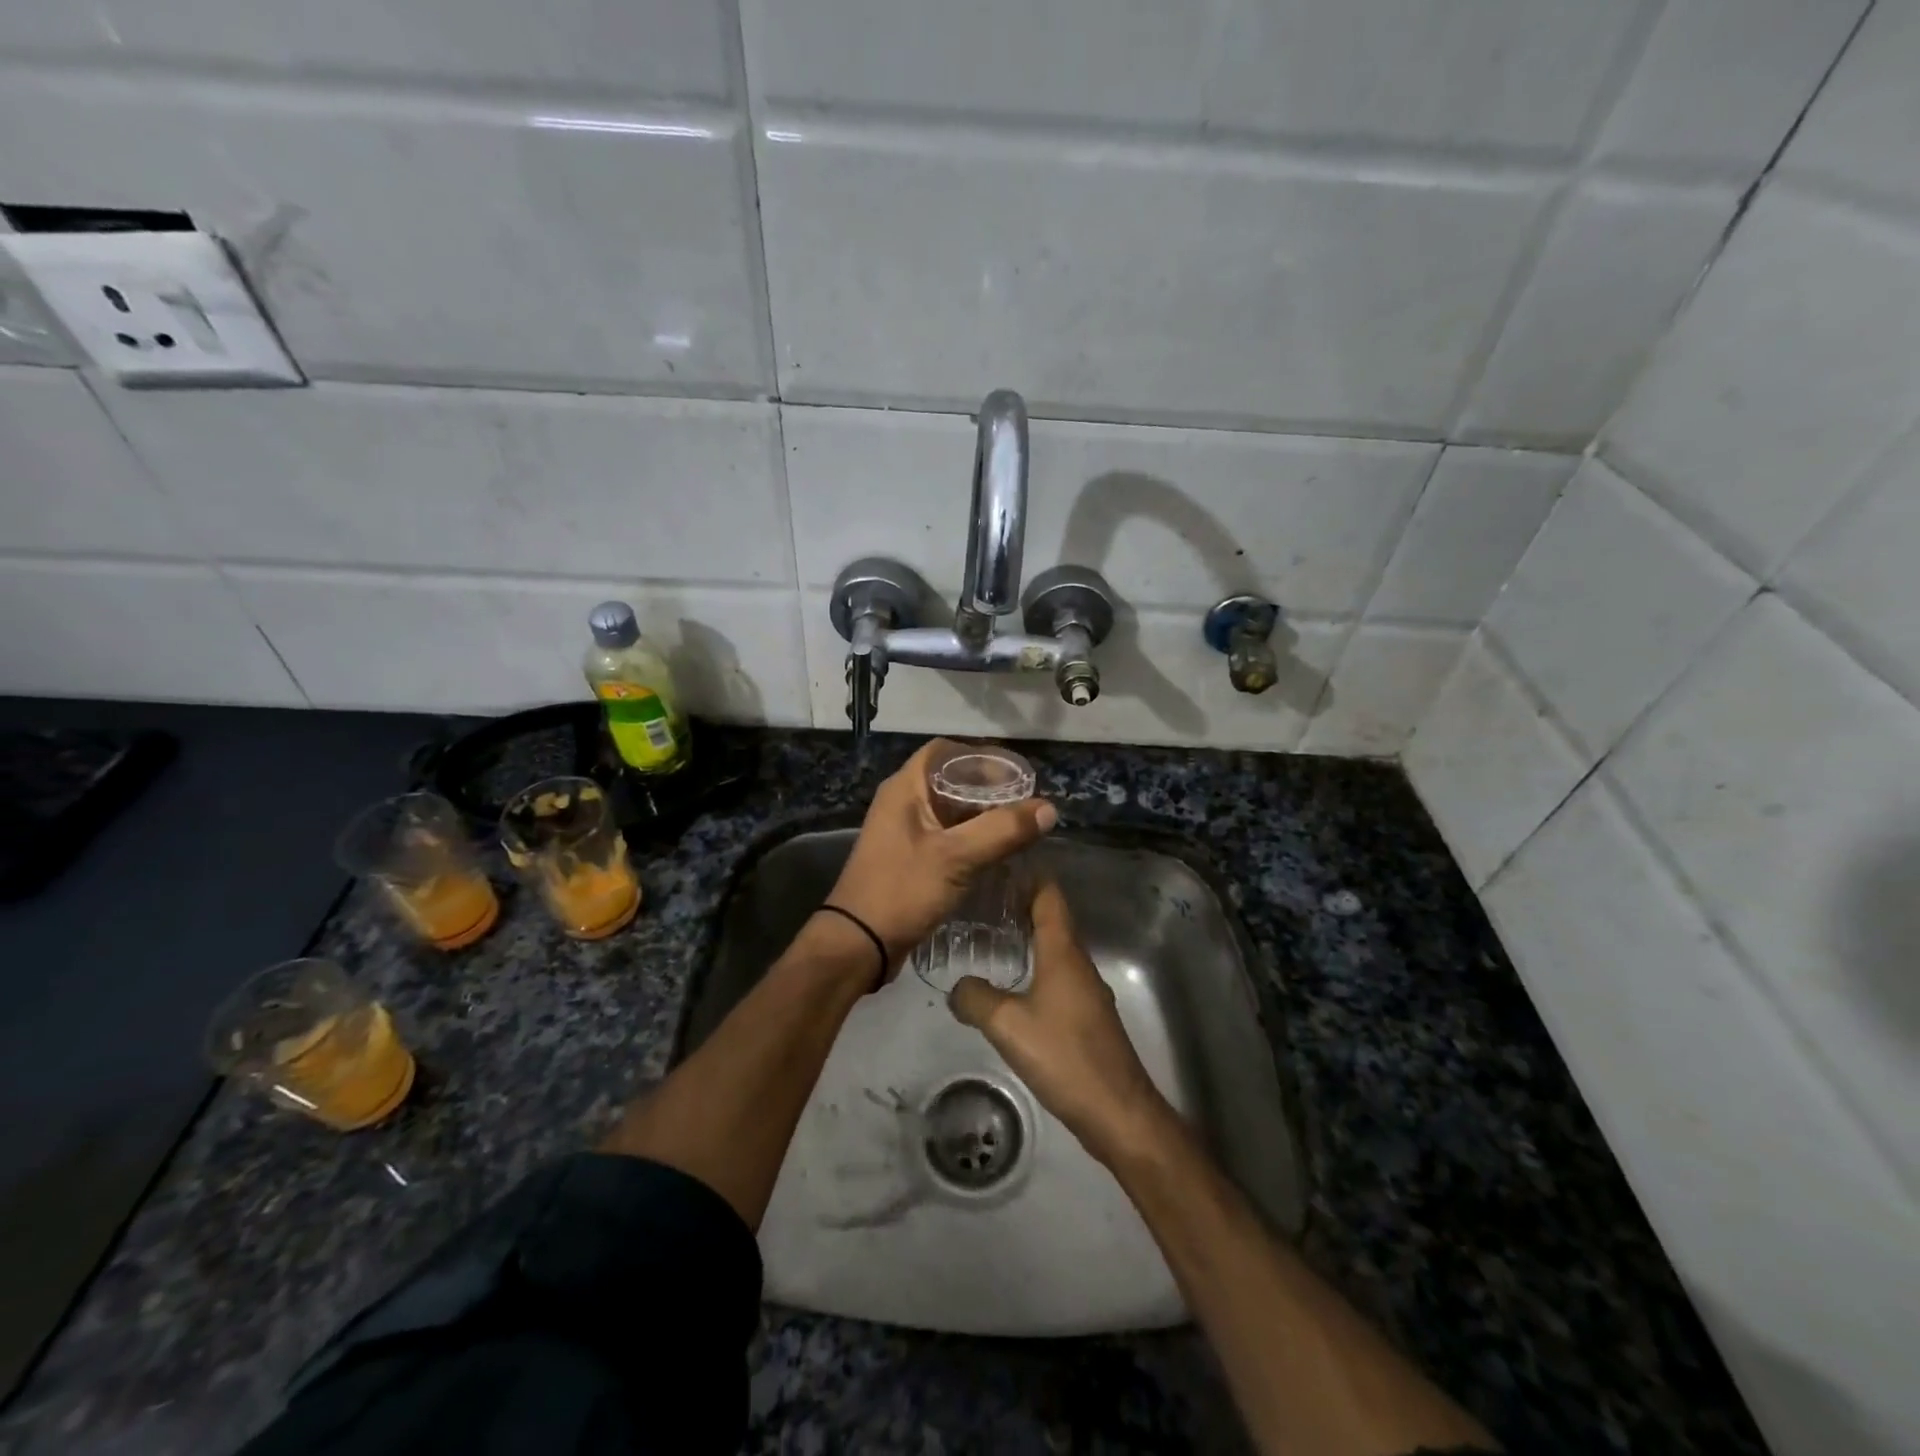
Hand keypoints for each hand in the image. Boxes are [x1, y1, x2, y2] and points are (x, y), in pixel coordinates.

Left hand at [827, 739, 1055, 978]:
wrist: (859, 943)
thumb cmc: (902, 889)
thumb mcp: (956, 857)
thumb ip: (1002, 830)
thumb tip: (1049, 809)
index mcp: (905, 788)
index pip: (944, 751)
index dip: (980, 756)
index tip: (1016, 773)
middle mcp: (903, 802)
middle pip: (950, 781)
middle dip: (989, 789)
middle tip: (1027, 803)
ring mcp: (905, 832)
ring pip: (951, 811)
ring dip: (983, 816)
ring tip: (1020, 826)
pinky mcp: (911, 858)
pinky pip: (948, 836)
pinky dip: (973, 838)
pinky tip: (999, 851)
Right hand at [948, 880, 1170, 1164]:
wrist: (1118, 1111)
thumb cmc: (1064, 1057)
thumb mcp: (1008, 1025)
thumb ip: (976, 999)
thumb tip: (956, 985)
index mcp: (1063, 952)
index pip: (1049, 895)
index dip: (1028, 873)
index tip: (997, 862)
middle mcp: (1078, 962)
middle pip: (1051, 918)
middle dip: (1020, 902)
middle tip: (981, 897)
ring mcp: (1086, 990)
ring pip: (1054, 948)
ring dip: (1027, 936)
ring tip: (989, 934)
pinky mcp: (1086, 1016)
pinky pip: (1056, 975)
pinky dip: (1034, 965)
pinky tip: (1011, 982)